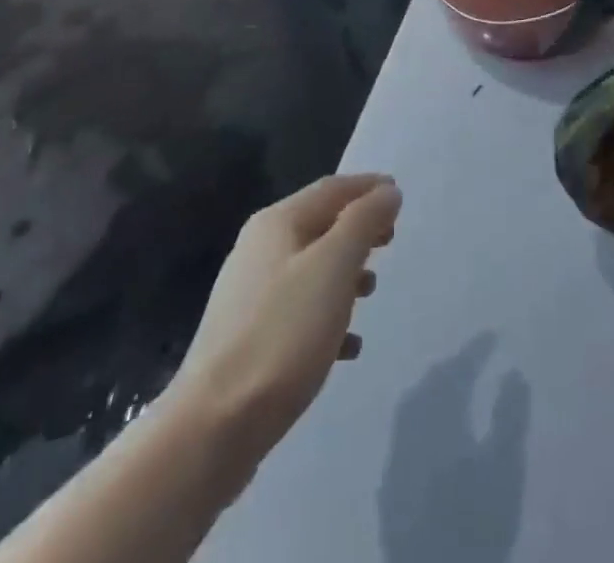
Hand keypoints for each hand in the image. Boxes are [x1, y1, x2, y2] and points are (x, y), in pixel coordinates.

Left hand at [163, 173, 400, 477]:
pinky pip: (299, 311)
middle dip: (358, 229)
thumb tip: (387, 192)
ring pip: (310, 268)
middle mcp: (259, 248)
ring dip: (345, 272)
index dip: (367, 187)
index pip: (332, 189)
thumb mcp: (333, 267)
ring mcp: (250, 295)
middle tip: (390, 241)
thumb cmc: (282, 333)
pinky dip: (328, 315)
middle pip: (320, 225)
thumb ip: (363, 222)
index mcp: (277, 223)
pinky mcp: (249, 339)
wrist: (214, 425)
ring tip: (371, 291)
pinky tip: (348, 346)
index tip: (399, 194)